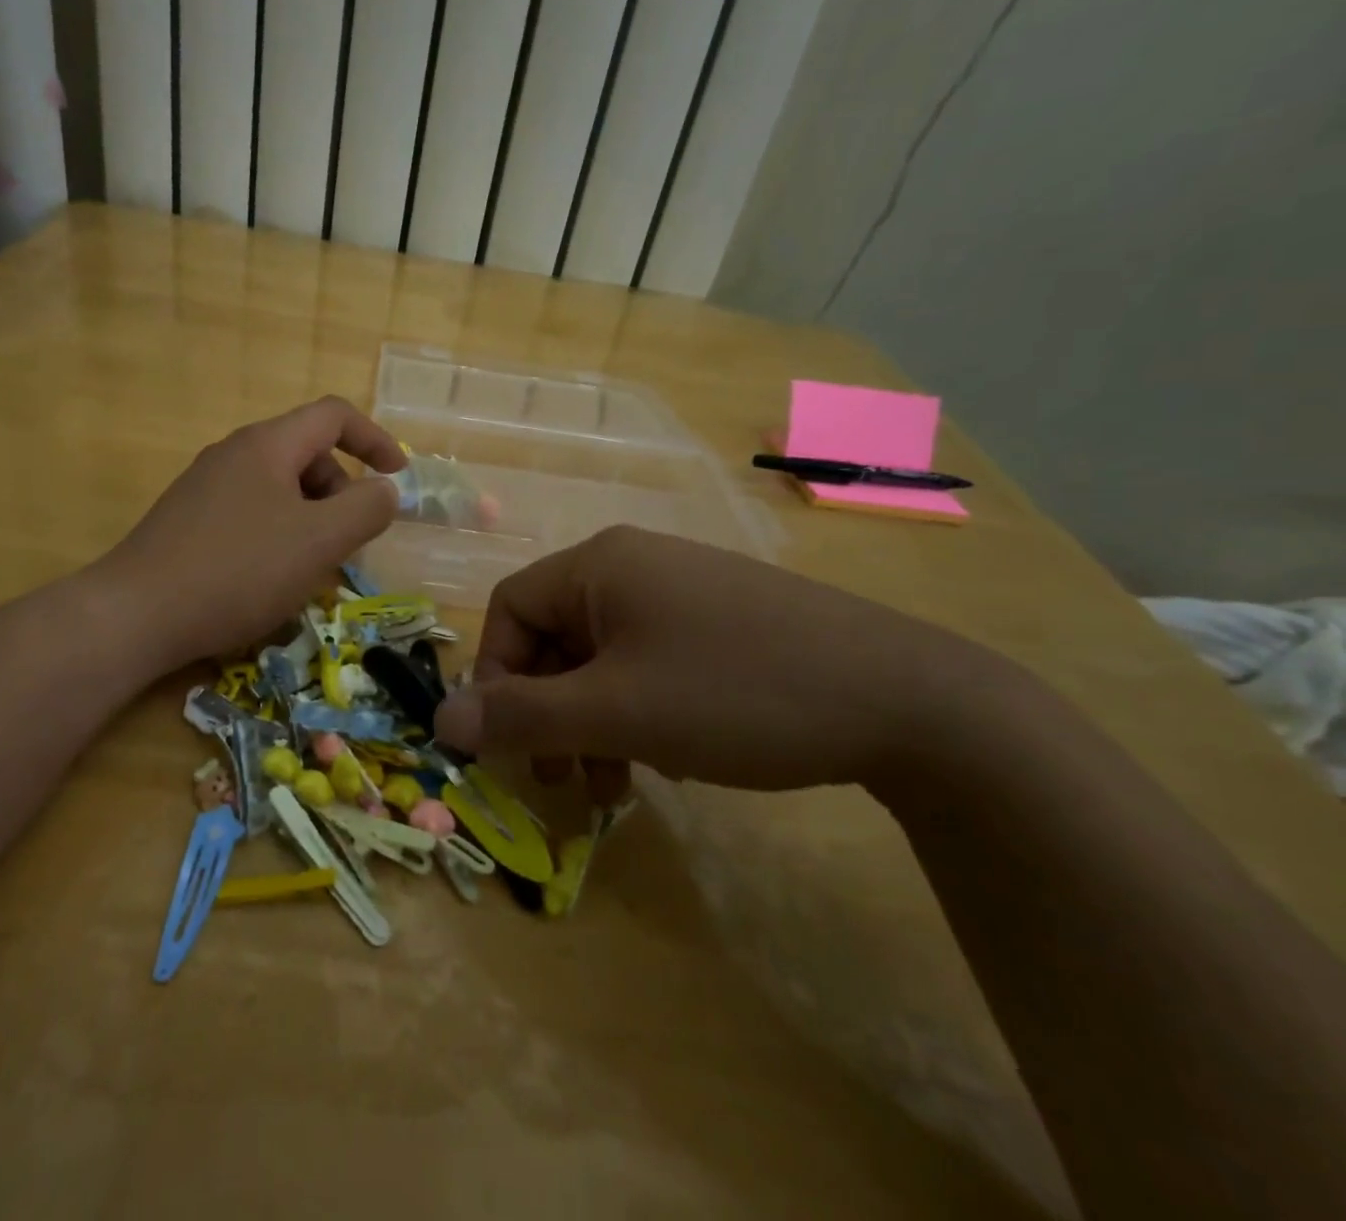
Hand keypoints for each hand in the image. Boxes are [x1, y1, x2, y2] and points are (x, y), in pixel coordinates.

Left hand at [97, 397, 405, 670]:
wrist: (136, 614)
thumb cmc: (239, 570)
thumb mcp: (319, 541)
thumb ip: (366, 509)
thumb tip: (385, 491)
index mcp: (267, 445)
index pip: (334, 416)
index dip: (375, 439)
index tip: (398, 477)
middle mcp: (234, 454)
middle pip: (307, 453)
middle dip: (341, 491)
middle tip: (349, 541)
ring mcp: (206, 487)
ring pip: (279, 488)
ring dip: (312, 517)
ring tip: (312, 567)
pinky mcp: (188, 520)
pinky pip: (251, 512)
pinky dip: (279, 533)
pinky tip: (270, 578)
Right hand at [434, 526, 1014, 793]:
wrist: (908, 702)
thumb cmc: (736, 694)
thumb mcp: (617, 712)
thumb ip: (522, 716)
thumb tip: (441, 719)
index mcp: (599, 565)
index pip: (510, 608)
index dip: (496, 675)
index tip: (511, 742)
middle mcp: (634, 565)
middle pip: (555, 635)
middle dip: (548, 710)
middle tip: (563, 777)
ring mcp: (682, 590)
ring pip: (602, 656)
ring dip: (593, 721)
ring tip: (616, 783)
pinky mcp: (720, 621)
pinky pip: (649, 661)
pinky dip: (638, 710)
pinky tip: (669, 757)